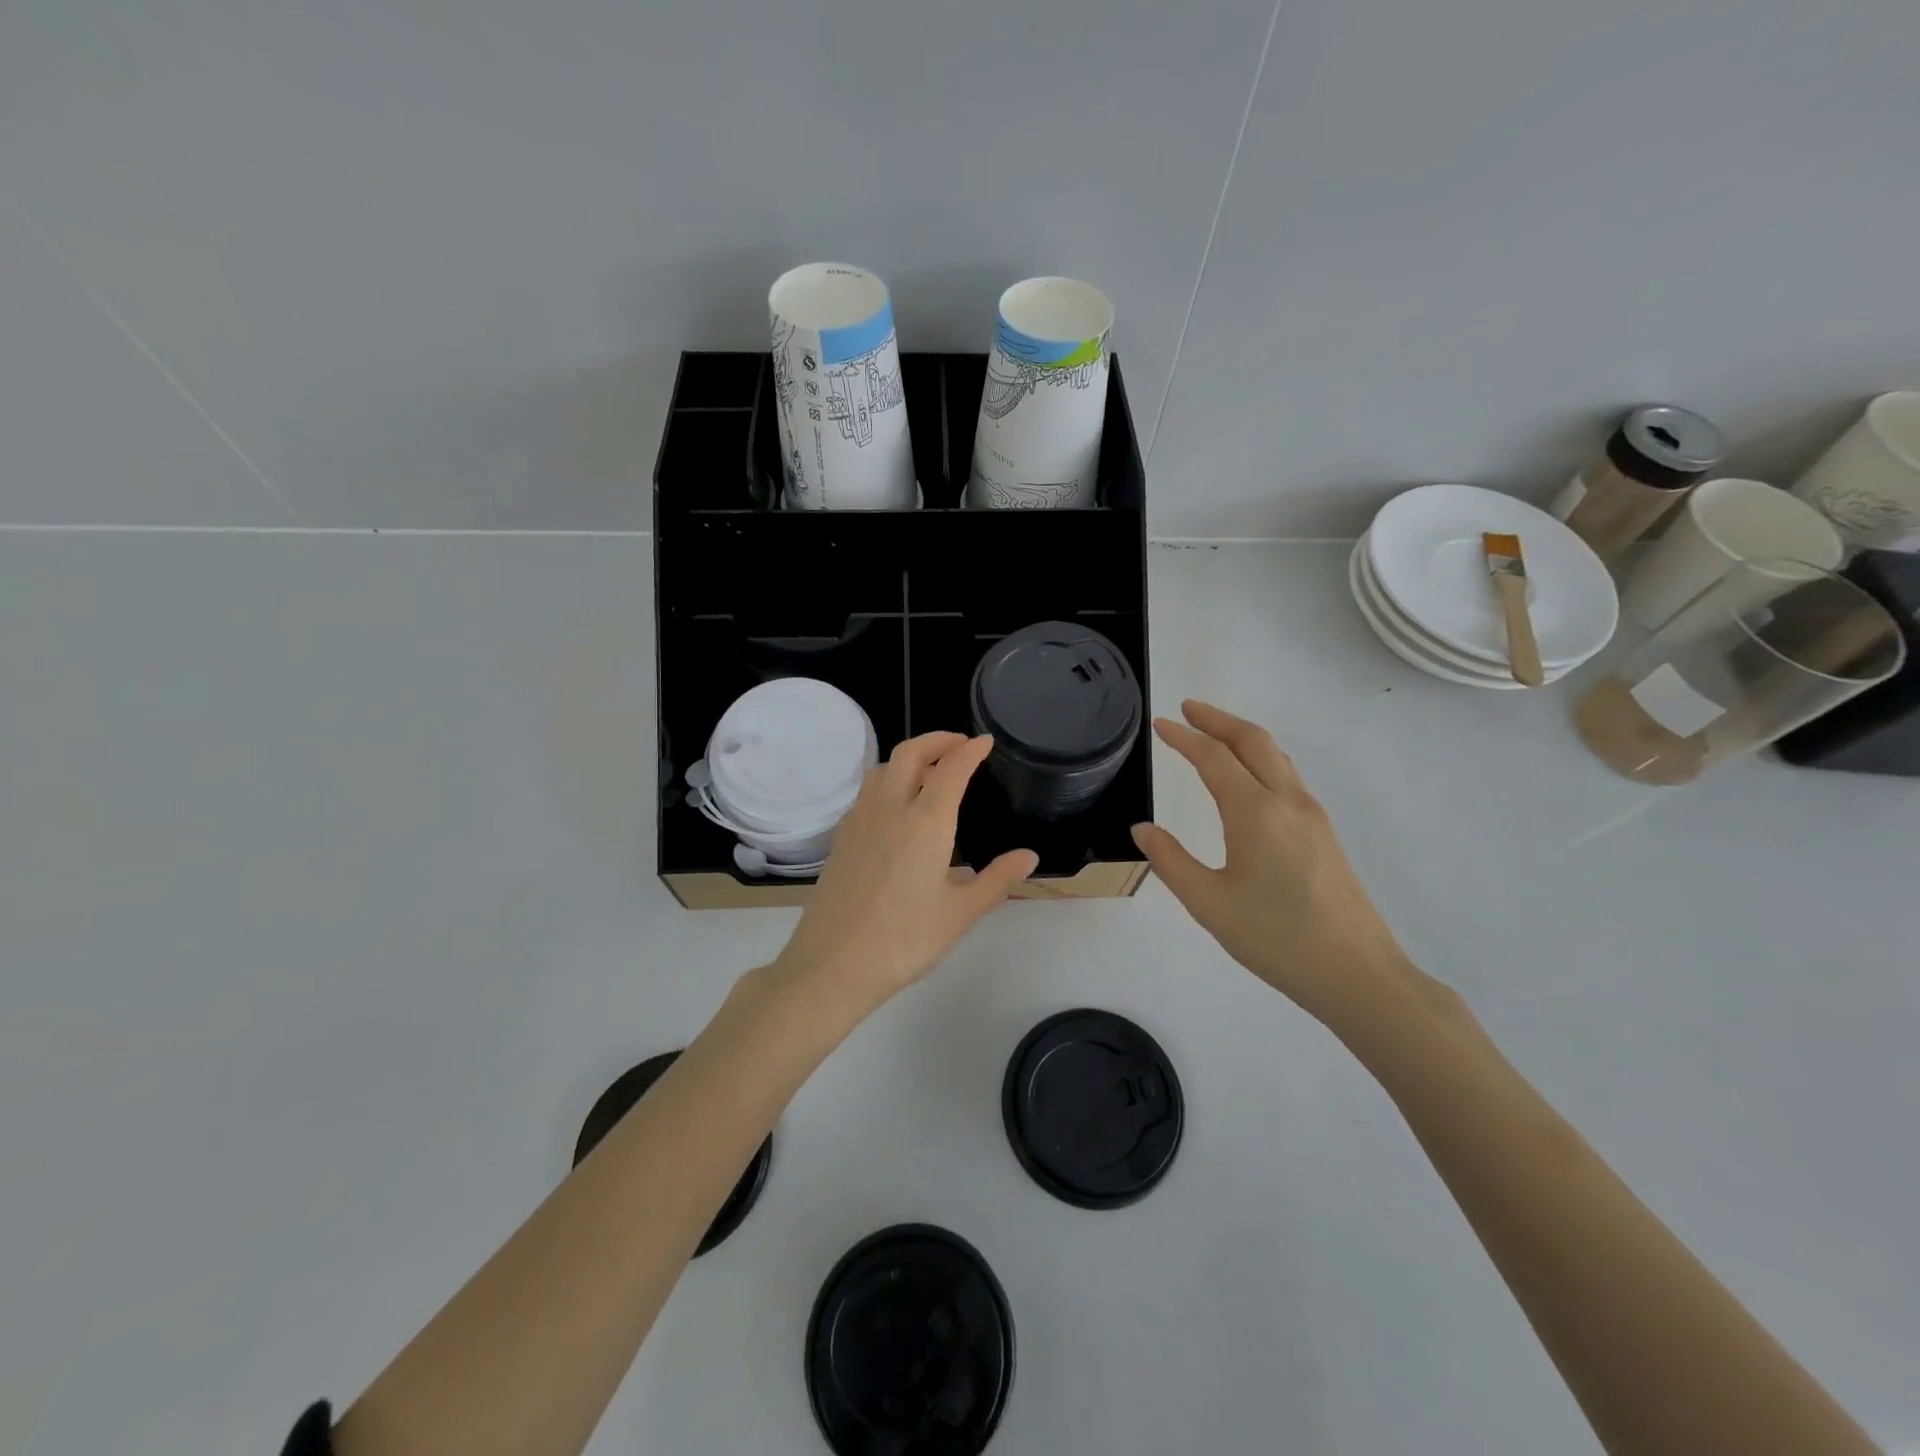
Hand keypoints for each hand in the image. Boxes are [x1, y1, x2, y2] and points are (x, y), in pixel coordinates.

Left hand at [772, 732, 1038, 1014]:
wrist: (832, 965)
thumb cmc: (905, 940)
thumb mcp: (960, 913)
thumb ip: (997, 879)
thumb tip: (1029, 856)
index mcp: (926, 823)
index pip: (951, 768)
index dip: (970, 750)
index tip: (985, 742)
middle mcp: (890, 809)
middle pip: (910, 753)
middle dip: (937, 740)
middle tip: (959, 745)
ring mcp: (859, 820)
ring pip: (882, 769)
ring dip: (908, 758)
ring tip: (929, 772)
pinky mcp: (841, 837)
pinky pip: (866, 793)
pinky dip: (887, 782)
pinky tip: (896, 808)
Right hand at [1132, 701, 1411, 1026]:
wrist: (1358, 974)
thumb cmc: (1277, 939)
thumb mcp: (1209, 904)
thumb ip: (1171, 861)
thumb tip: (1143, 829)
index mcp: (1255, 813)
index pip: (1214, 757)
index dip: (1184, 737)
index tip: (1160, 723)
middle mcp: (1288, 802)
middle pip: (1253, 740)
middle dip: (1218, 719)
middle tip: (1187, 709)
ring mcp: (1312, 815)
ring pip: (1276, 755)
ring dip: (1242, 736)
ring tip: (1214, 734)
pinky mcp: (1324, 832)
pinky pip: (1288, 776)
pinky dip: (1261, 758)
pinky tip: (1249, 777)